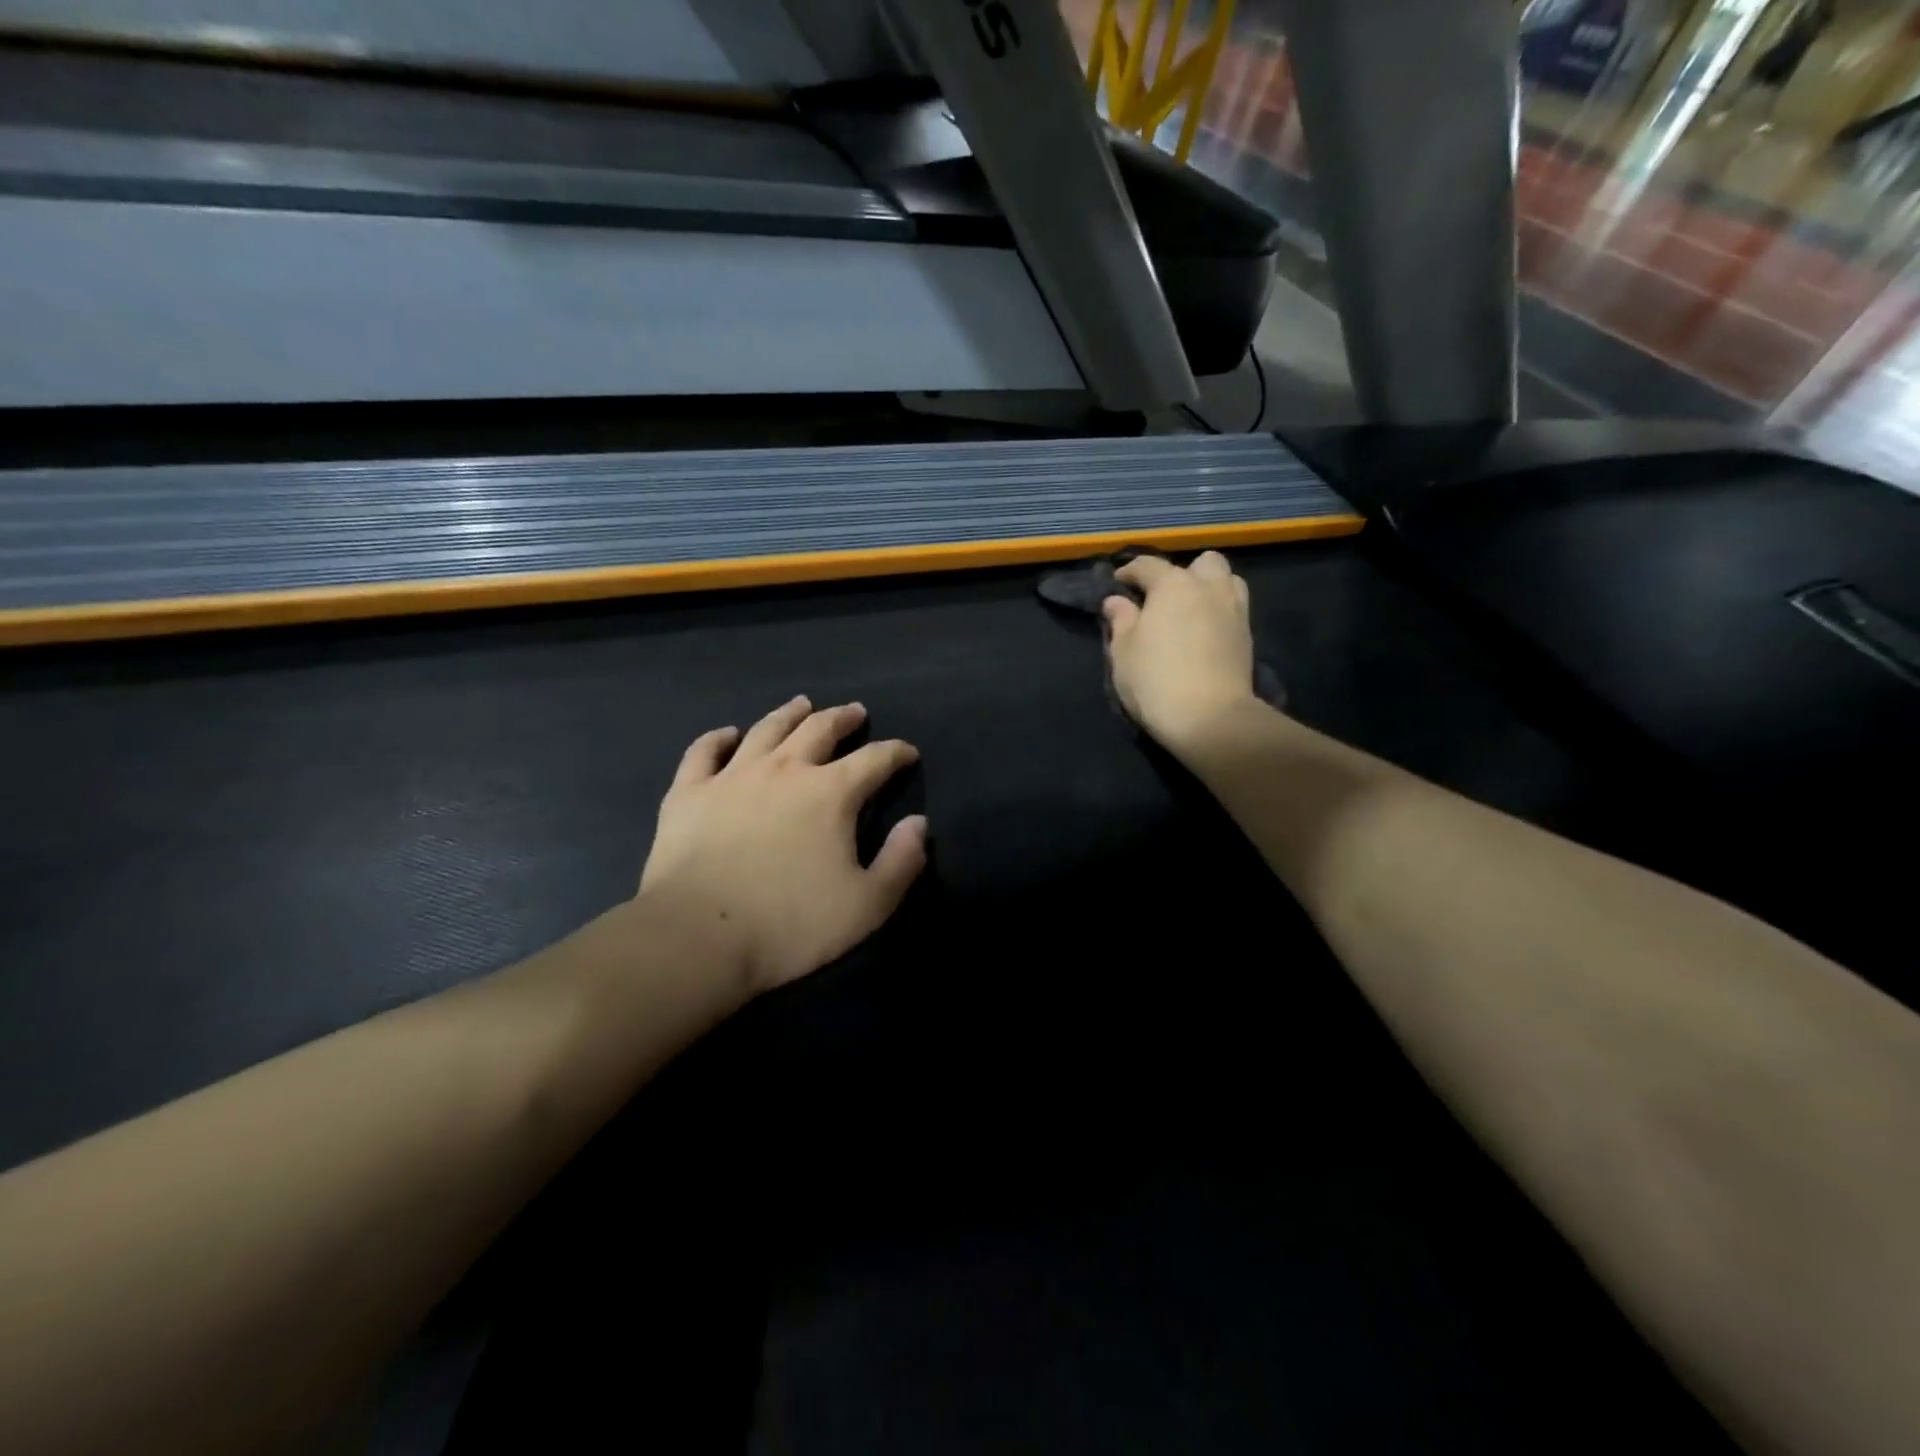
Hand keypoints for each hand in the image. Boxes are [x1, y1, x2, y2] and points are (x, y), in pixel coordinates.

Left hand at [639, 696, 927, 995]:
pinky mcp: (689, 793)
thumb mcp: (867, 905)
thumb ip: (901, 862)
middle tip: (854, 712)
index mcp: (831, 793)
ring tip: (802, 705)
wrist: (698, 936)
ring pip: (767, 729)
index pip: (875, 759)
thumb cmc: (790, 924)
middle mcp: (785, 770)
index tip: (907, 752)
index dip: (896, 752)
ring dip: (789, 714)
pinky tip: (729, 734)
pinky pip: (704, 751)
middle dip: (843, 718)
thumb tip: (918, 825)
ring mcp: (732, 776)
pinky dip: (718, 738)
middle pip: (820, 729)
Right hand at [1102, 552, 1256, 746]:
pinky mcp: (1248, 635)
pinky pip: (1234, 608)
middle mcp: (1208, 587)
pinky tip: (1204, 633)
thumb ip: (1121, 620)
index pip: (1148, 565)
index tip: (1118, 583)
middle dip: (1183, 572)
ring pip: (1227, 580)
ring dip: (1209, 588)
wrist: (1210, 718)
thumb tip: (1116, 601)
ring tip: (1190, 611)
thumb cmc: (1155, 680)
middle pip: (1202, 563)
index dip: (1129, 571)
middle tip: (1164, 598)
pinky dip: (1219, 612)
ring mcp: (1234, 610)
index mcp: (1173, 584)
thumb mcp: (1123, 651)